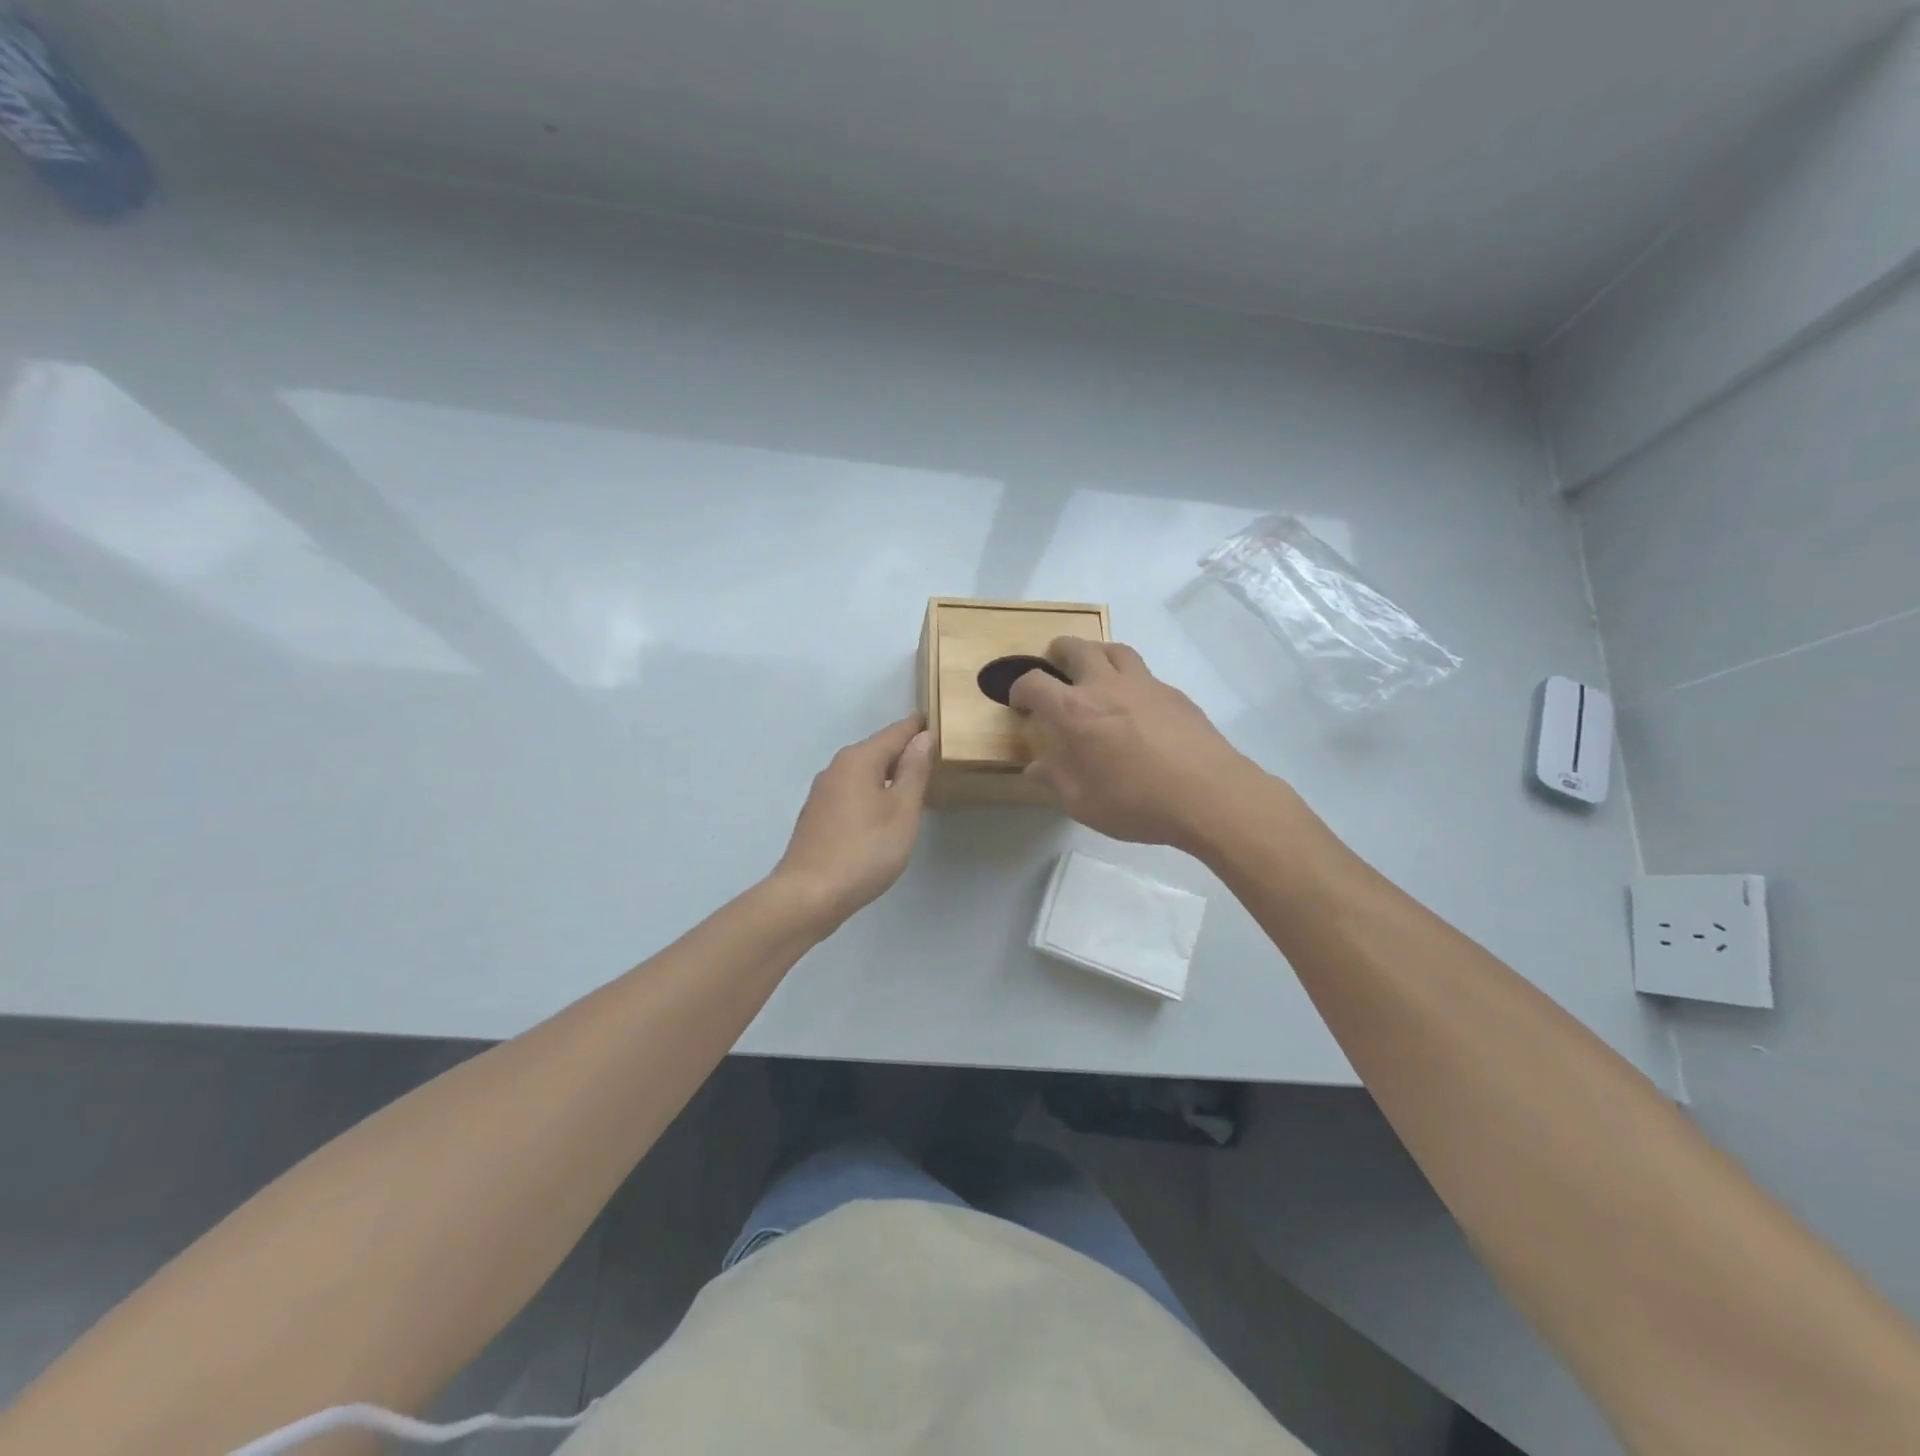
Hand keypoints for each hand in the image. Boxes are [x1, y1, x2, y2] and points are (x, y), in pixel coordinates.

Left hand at [774, 715, 933, 927]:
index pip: (895, 732)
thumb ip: (914, 771)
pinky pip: (852, 791)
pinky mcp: (817, 816)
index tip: (938, 721)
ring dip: (887, 773)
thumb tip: (922, 737)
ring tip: (913, 782)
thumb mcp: (902, 810)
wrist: (809, 895)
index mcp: (858, 760)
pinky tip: (883, 811)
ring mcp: (822, 793)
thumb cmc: (865, 850)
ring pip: (863, 772)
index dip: (918, 727)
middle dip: (903, 750)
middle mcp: (836, 768)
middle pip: (876, 750)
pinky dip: (872, 791)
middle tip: (933, 755)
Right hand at [1010, 639, 1261, 850]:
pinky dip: (1129, 677)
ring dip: (1095, 653)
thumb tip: (1035, 767)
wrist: (1208, 795)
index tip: (1021, 705)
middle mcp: (1104, 685)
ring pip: (1113, 648)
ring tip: (1093, 671)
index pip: (1033, 683)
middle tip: (1054, 669)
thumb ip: (1055, 779)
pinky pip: (1143, 672)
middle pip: (1075, 647)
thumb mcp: (1082, 803)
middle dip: (1057, 653)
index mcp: (1073, 711)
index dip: (1020, 690)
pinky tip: (1134, 704)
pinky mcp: (1173, 693)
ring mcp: (1143, 684)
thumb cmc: (1136, 803)